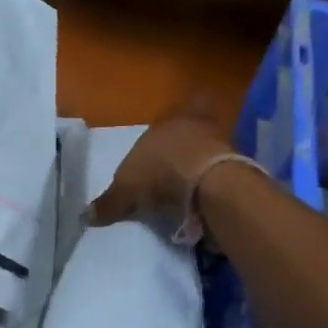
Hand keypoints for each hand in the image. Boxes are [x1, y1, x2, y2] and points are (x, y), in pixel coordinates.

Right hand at [87, 97, 234, 226]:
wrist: (208, 184)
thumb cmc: (159, 172)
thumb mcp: (126, 190)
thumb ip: (109, 202)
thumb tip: (87, 216)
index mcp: (169, 122)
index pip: (180, 110)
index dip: (184, 116)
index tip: (178, 133)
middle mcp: (198, 126)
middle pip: (201, 126)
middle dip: (193, 142)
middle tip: (182, 162)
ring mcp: (223, 145)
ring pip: (215, 148)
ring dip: (205, 164)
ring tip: (192, 187)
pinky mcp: (240, 168)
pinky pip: (226, 174)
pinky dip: (216, 186)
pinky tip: (206, 201)